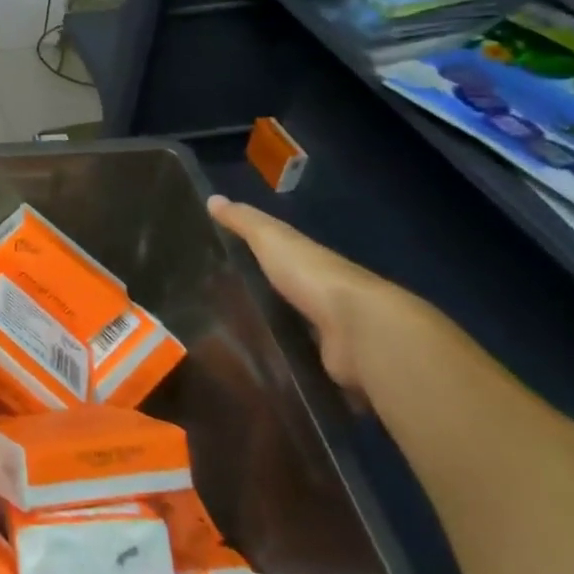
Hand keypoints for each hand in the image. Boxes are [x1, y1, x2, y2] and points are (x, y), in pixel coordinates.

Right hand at [207, 195, 425, 394]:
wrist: (360, 331)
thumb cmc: (313, 276)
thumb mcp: (272, 239)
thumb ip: (245, 222)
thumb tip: (213, 198)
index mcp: (311, 266)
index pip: (281, 260)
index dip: (256, 260)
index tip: (222, 267)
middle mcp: (324, 300)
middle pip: (288, 299)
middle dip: (262, 304)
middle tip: (216, 312)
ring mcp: (330, 338)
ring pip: (295, 336)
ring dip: (273, 341)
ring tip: (227, 348)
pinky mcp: (330, 371)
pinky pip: (301, 369)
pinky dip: (285, 372)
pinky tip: (256, 375)